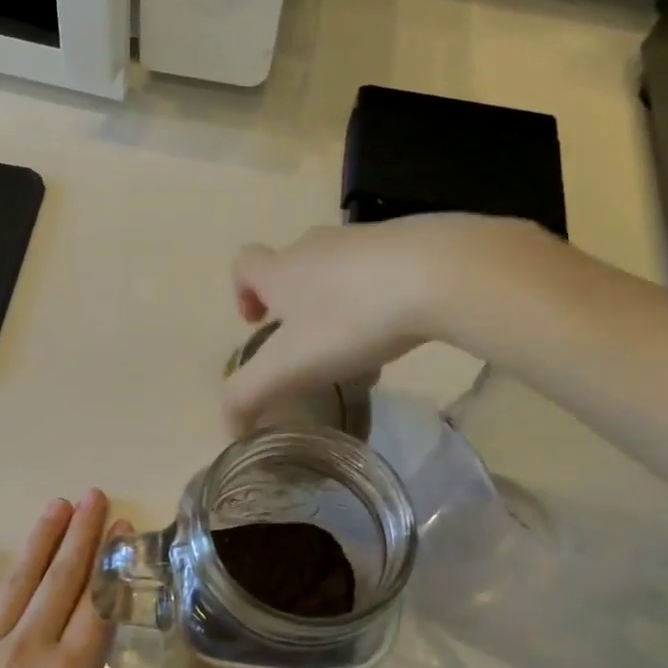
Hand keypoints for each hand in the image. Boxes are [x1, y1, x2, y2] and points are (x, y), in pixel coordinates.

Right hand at [218, 217, 448, 433]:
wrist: (439, 272)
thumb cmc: (350, 318)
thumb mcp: (288, 367)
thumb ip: (248, 396)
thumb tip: (228, 426)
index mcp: (281, 270)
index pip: (244, 265)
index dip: (242, 293)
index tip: (257, 324)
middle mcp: (315, 247)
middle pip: (292, 270)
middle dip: (294, 309)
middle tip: (309, 350)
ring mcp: (362, 240)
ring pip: (337, 275)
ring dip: (336, 309)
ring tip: (357, 351)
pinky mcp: (407, 243)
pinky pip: (378, 274)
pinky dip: (377, 302)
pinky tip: (398, 333)